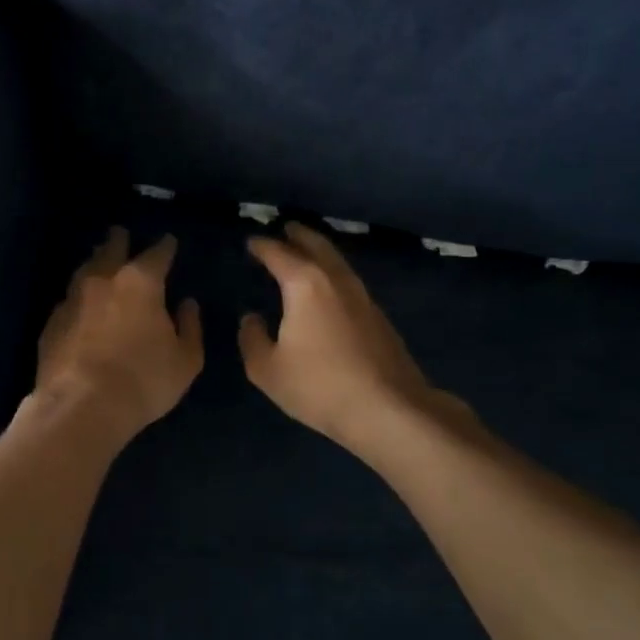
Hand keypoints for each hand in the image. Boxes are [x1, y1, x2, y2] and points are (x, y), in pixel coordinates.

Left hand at [35, 228, 203, 439]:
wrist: (81, 406)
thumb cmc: (144, 381)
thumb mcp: (185, 360)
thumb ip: (189, 327)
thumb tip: (187, 304)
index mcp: (140, 283)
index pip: (156, 254)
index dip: (165, 246)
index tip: (169, 241)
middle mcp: (103, 281)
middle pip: (111, 250)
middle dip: (119, 240)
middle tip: (121, 233)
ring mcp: (72, 299)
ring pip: (85, 270)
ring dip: (95, 262)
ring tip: (99, 260)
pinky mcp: (52, 323)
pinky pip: (68, 299)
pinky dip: (78, 296)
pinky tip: (80, 303)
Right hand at [240, 222, 481, 450]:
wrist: (388, 410)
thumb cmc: (319, 386)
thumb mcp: (267, 369)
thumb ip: (253, 339)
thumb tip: (252, 318)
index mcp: (305, 285)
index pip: (279, 254)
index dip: (263, 246)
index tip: (252, 242)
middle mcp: (336, 281)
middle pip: (317, 246)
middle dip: (299, 235)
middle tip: (286, 228)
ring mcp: (364, 297)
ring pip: (338, 262)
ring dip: (321, 252)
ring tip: (307, 253)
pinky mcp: (380, 318)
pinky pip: (350, 283)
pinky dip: (334, 275)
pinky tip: (330, 290)